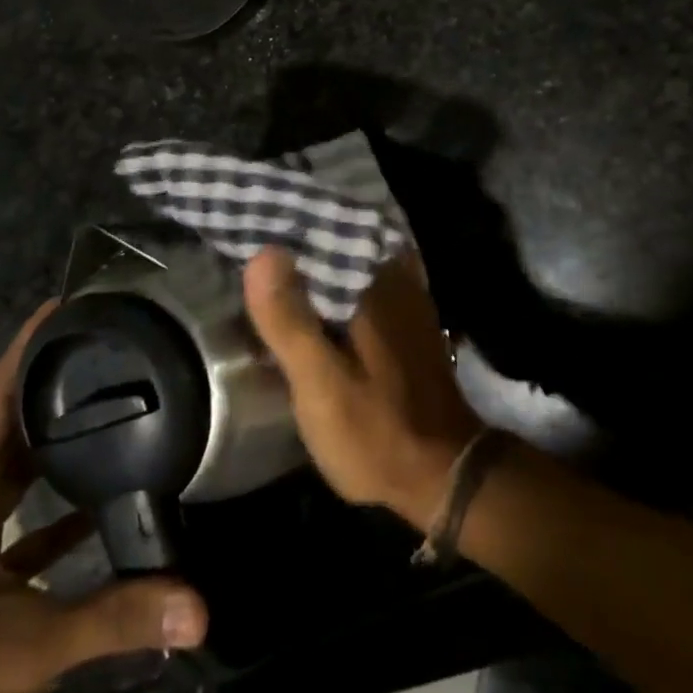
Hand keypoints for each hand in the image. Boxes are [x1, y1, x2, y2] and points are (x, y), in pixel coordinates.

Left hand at [0, 301, 208, 692]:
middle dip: (55, 381)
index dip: (23, 352)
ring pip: (27, 470)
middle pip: (14, 427)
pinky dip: (74, 501)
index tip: (67, 305)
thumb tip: (198, 601)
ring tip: (126, 398)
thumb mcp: (21, 652)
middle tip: (116, 341)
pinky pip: (42, 519)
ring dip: (66, 436)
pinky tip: (120, 493)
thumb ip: (111, 620)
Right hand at [244, 250, 482, 528]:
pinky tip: (312, 301)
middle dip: (300, 241)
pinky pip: (365, 288)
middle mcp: (396, 281)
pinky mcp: (406, 326)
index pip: (326, 233)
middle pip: (340, 245)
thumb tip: (264, 252)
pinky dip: (337, 288)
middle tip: (252, 235)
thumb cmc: (376, 431)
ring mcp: (406, 302)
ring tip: (273, 262)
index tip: (250, 219)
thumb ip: (291, 321)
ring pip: (352, 267)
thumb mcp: (321, 383)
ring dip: (317, 264)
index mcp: (375, 285)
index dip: (287, 226)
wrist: (442, 474)